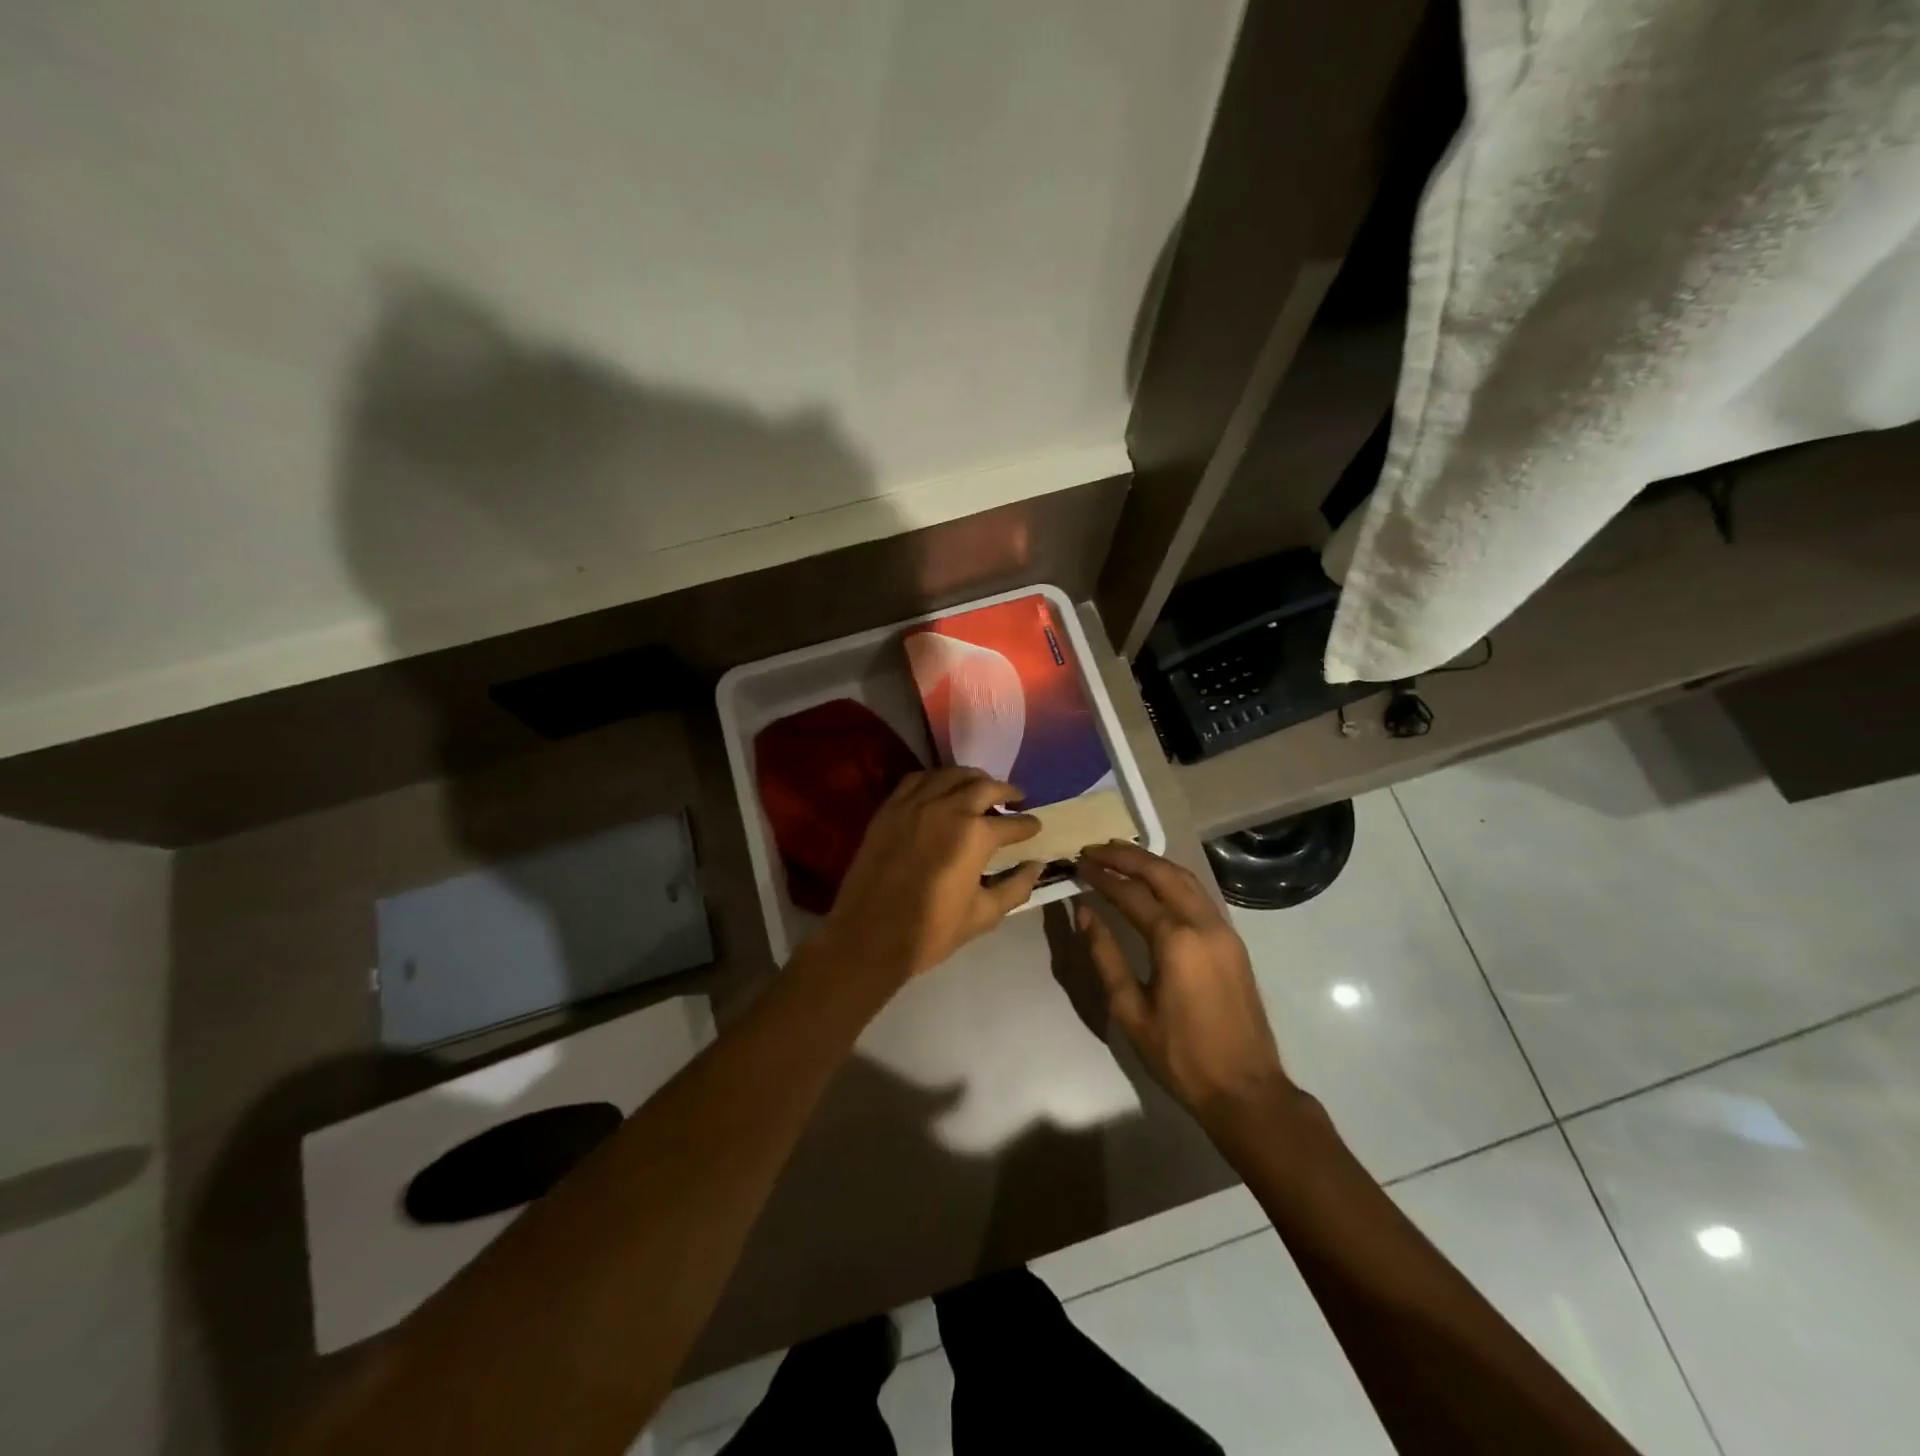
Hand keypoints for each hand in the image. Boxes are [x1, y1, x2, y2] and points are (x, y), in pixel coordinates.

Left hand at [813, 767, 1045, 984]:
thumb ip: (1015, 887)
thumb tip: (1036, 866)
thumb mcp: (984, 915)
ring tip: (982, 787)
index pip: (1012, 823)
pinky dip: (936, 779)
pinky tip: (942, 788)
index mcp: (975, 835)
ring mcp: (915, 804)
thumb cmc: (931, 931)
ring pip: (951, 774)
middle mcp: (947, 808)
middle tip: (1016, 798)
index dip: (1028, 824)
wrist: (869, 936)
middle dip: (1006, 791)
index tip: (1036, 826)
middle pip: (984, 787)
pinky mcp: (890, 808)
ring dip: (973, 778)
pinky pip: (917, 779)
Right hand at [1075, 841, 1292, 1123]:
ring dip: (1151, 862)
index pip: (1131, 893)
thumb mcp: (1130, 1010)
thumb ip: (1105, 955)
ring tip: (1120, 855)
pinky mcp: (1232, 940)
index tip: (1078, 862)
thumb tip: (1084, 912)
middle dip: (1126, 856)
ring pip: (1185, 878)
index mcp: (1176, 940)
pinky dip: (1172, 878)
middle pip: (1162, 872)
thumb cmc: (1180, 1055)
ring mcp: (1223, 929)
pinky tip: (1154, 881)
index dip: (1102, 876)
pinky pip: (1199, 894)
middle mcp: (1203, 924)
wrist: (1245, 1089)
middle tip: (1095, 848)